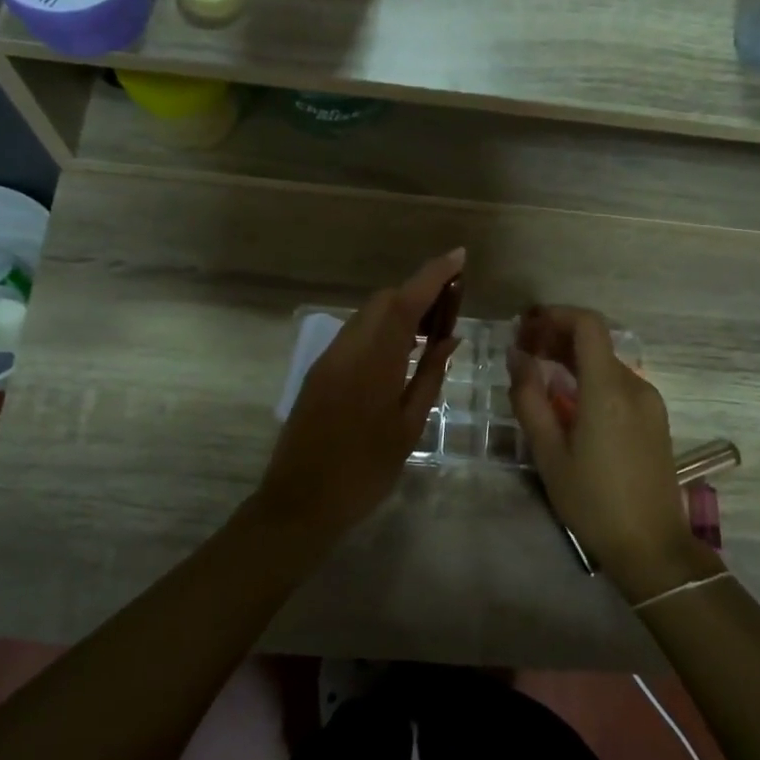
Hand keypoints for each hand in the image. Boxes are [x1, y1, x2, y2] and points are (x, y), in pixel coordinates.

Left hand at [253, 249, 464, 541]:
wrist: (300, 502)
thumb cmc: (364, 471)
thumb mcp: (408, 426)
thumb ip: (430, 376)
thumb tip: (450, 339)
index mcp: (373, 362)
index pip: (406, 302)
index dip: (433, 275)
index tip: (459, 257)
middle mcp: (347, 349)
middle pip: (383, 301)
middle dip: (418, 292)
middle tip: (451, 304)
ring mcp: (328, 358)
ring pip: (367, 316)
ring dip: (398, 310)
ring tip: (431, 327)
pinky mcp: (319, 371)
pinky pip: (355, 335)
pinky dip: (381, 329)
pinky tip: (401, 350)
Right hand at [509, 305, 716, 601]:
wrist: (651, 546)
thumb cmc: (593, 502)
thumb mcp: (549, 454)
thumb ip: (530, 400)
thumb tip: (517, 358)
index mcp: (608, 391)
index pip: (588, 325)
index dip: (556, 315)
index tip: (525, 326)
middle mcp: (634, 386)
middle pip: (596, 341)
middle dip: (557, 336)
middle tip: (522, 349)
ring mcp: (649, 402)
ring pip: (606, 362)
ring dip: (572, 358)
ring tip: (538, 373)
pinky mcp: (654, 418)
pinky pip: (618, 383)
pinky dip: (590, 377)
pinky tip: (567, 398)